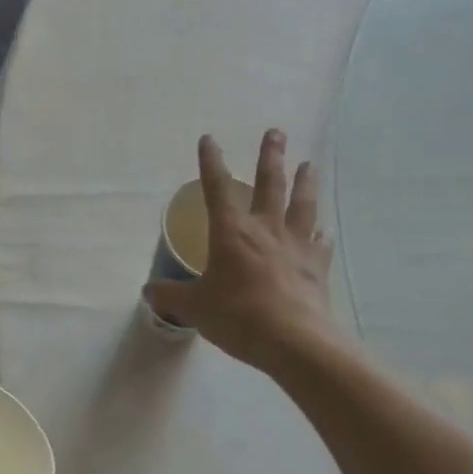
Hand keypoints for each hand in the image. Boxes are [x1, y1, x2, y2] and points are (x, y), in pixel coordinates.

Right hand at [145, 130, 333, 374]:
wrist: (294, 341)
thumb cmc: (238, 317)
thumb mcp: (195, 308)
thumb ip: (171, 296)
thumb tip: (148, 291)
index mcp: (231, 233)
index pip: (217, 189)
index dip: (211, 163)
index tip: (209, 139)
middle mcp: (266, 230)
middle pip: (271, 184)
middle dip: (271, 156)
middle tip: (276, 132)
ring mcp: (296, 246)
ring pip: (302, 205)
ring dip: (305, 182)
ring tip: (309, 164)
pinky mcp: (317, 267)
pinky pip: (320, 243)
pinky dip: (321, 234)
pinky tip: (324, 229)